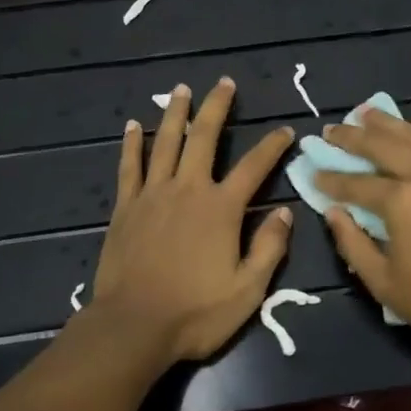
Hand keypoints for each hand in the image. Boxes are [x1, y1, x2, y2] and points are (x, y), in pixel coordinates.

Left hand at [86, 78, 295, 364]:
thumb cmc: (195, 312)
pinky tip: (133, 125)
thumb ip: (269, 248)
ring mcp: (153, 194)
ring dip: (175, 113)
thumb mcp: (248, 290)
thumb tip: (285, 211)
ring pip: (166, 142)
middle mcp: (188, 189)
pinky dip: (132, 144)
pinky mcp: (126, 207)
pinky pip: (129, 166)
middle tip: (223, 83)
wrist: (133, 327)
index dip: (272, 146)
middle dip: (217, 107)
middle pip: (204, 138)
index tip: (284, 129)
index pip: (254, 166)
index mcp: (221, 208)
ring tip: (181, 90)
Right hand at [317, 106, 410, 356]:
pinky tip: (406, 139)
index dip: (331, 179)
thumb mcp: (383, 283)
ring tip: (366, 112)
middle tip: (332, 129)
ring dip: (387, 124)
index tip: (312, 171)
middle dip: (353, 136)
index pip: (356, 183)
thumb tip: (333, 213)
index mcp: (401, 201)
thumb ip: (352, 244)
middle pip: (383, 145)